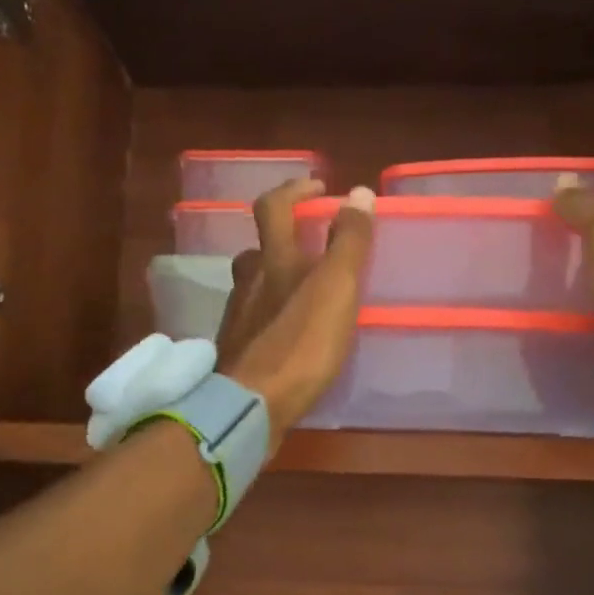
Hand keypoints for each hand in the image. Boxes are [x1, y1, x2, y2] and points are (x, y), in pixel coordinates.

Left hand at [216, 179, 375, 445]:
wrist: (249, 406)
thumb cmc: (298, 344)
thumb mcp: (336, 289)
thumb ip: (349, 243)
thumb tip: (358, 192)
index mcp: (273, 261)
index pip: (274, 207)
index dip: (294, 190)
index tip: (318, 188)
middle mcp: (248, 283)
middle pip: (257, 250)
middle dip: (281, 241)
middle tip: (310, 250)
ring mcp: (237, 319)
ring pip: (252, 287)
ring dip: (275, 280)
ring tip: (304, 295)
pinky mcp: (236, 352)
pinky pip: (253, 322)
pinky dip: (270, 318)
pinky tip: (288, 336)